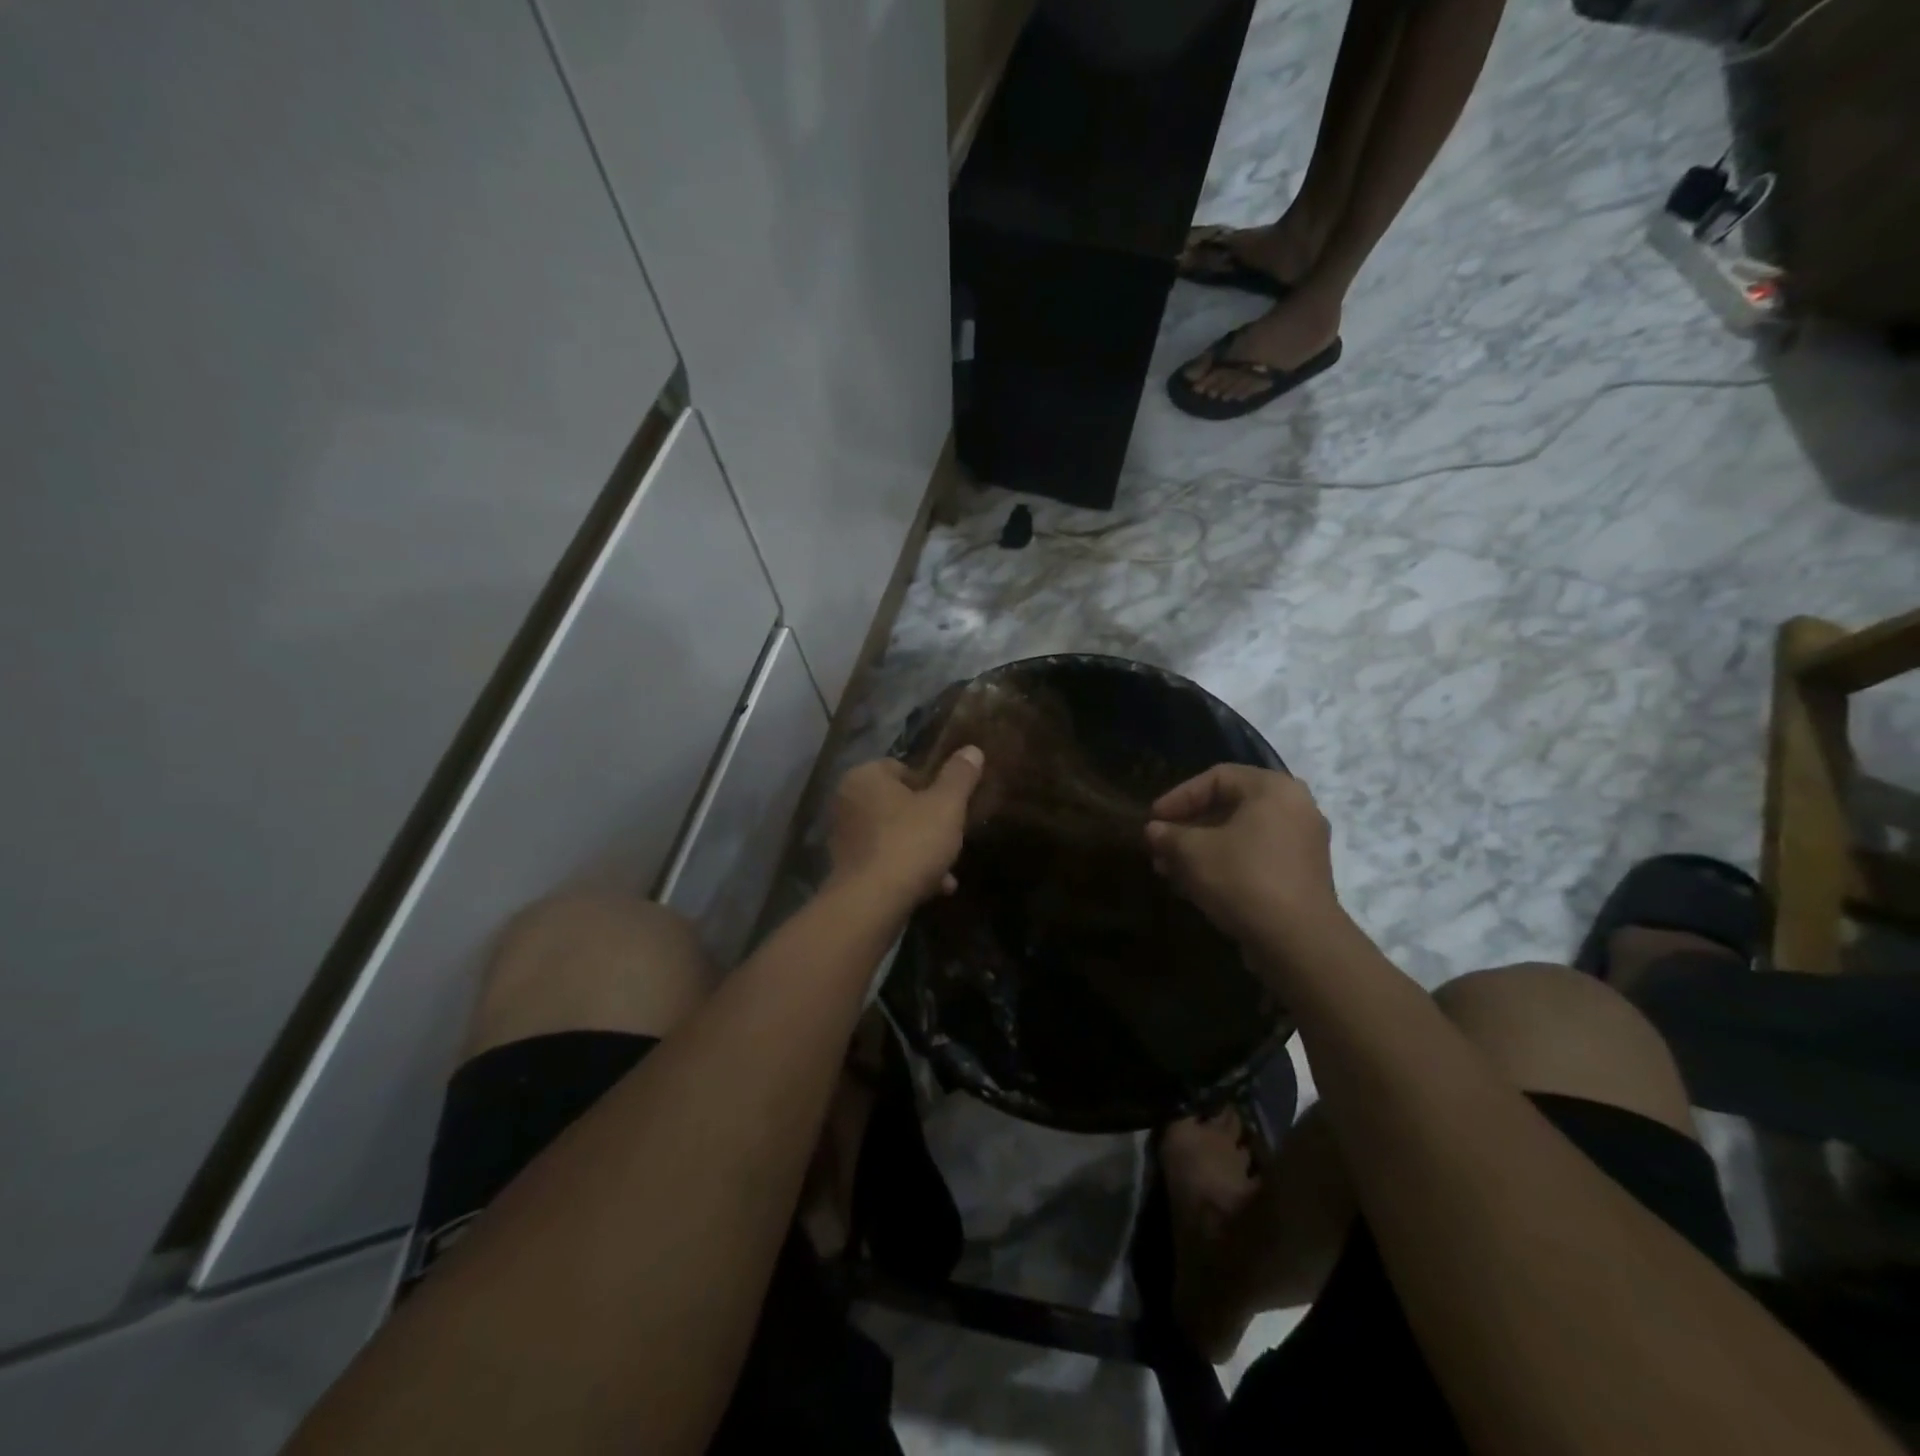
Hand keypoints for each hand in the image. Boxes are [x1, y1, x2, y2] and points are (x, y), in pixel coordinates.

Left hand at [826, 748, 984, 909]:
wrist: (873, 902)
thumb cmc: (911, 841)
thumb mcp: (947, 805)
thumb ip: (960, 776)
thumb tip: (972, 749)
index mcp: (864, 777)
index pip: (901, 768)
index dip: (931, 785)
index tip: (950, 805)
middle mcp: (847, 802)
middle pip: (898, 804)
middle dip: (928, 822)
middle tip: (952, 836)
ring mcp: (844, 838)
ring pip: (894, 835)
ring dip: (922, 850)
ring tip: (949, 871)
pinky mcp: (848, 870)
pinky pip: (885, 861)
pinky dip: (908, 870)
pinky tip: (935, 888)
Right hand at [1144, 765, 1341, 946]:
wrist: (1298, 942)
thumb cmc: (1243, 879)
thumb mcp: (1193, 853)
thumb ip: (1169, 835)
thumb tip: (1153, 830)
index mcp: (1273, 789)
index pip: (1217, 777)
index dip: (1179, 796)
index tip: (1153, 819)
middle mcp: (1295, 808)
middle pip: (1229, 806)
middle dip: (1188, 827)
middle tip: (1159, 846)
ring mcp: (1302, 843)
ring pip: (1240, 836)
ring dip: (1202, 849)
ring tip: (1170, 870)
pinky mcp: (1301, 875)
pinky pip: (1256, 857)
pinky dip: (1225, 864)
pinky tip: (1195, 886)